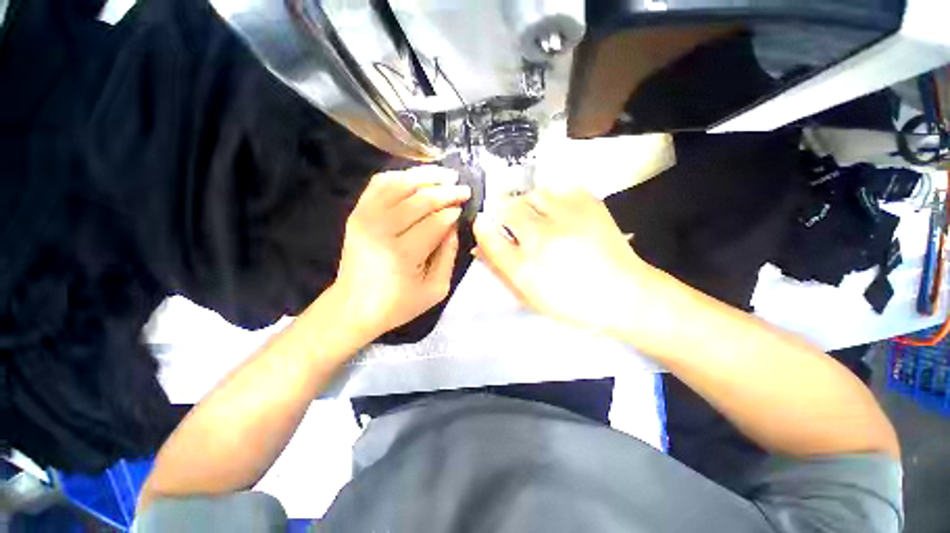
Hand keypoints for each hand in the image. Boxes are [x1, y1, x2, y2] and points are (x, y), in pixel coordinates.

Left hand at [333, 166, 469, 338]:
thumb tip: (453, 224)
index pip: (434, 222)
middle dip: (446, 191)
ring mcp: (365, 218)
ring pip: (400, 185)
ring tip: (447, 175)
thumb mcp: (435, 289)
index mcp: (402, 254)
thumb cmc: (398, 304)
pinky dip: (400, 176)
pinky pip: (379, 184)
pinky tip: (417, 177)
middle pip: (419, 200)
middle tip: (463, 188)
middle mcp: (381, 230)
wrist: (353, 306)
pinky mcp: (357, 213)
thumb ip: (448, 255)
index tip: (464, 206)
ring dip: (426, 177)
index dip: (452, 211)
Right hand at [473, 188, 649, 336]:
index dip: (482, 226)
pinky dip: (553, 199)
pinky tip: (561, 214)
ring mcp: (568, 218)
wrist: (625, 294)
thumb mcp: (529, 295)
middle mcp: (543, 239)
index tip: (483, 223)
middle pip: (507, 207)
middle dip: (504, 212)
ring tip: (539, 218)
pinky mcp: (590, 204)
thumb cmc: (571, 301)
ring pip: (533, 194)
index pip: (489, 236)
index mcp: (526, 268)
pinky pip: (560, 189)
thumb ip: (501, 268)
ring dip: (529, 204)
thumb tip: (480, 244)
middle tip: (514, 223)